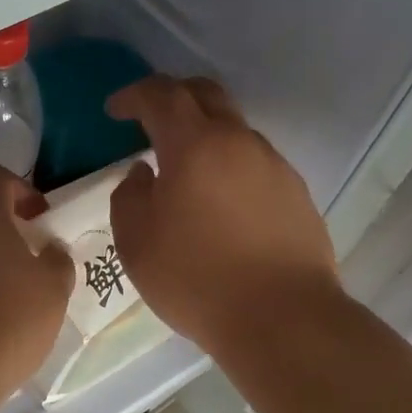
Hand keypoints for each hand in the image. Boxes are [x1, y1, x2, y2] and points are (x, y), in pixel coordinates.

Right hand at [107, 75, 340, 358]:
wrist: (282, 318)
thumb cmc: (195, 278)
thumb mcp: (135, 242)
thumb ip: (128, 196)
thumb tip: (143, 173)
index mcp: (194, 145)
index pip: (162, 95)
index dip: (134, 95)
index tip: (115, 109)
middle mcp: (239, 142)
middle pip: (206, 95)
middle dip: (174, 97)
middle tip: (150, 119)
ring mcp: (274, 166)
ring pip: (234, 130)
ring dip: (205, 136)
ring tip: (185, 172)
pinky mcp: (296, 194)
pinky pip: (255, 164)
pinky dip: (230, 167)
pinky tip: (220, 206)